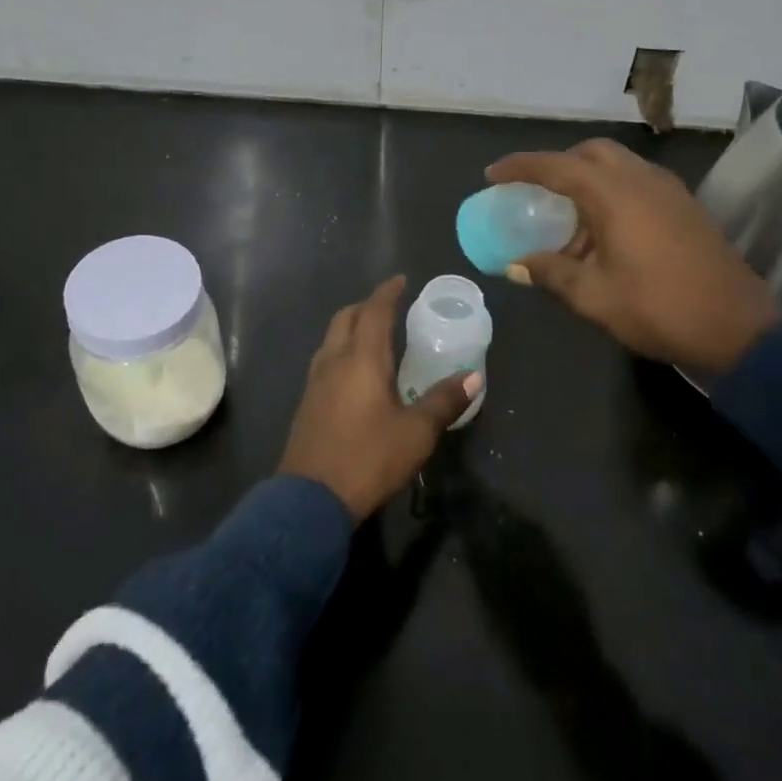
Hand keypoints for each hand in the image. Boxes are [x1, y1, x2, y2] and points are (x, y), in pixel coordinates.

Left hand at [279, 276, 481, 519]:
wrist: (310, 500)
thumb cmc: (368, 458)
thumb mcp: (415, 433)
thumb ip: (443, 401)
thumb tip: (474, 376)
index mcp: (361, 358)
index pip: (374, 311)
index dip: (388, 292)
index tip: (401, 280)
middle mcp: (333, 360)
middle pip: (347, 317)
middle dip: (367, 306)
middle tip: (390, 307)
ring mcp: (315, 381)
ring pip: (332, 338)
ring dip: (352, 327)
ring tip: (375, 336)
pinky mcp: (307, 402)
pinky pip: (326, 360)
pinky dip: (343, 350)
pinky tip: (356, 373)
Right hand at [486, 139, 780, 375]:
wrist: (741, 329)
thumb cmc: (660, 309)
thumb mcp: (595, 296)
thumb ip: (552, 273)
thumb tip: (518, 264)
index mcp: (614, 194)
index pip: (556, 166)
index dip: (520, 167)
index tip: (492, 174)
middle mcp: (641, 179)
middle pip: (591, 153)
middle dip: (558, 164)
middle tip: (535, 191)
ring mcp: (669, 190)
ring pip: (618, 165)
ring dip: (587, 179)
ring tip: (567, 218)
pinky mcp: (685, 207)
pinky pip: (637, 182)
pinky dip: (611, 192)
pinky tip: (604, 231)